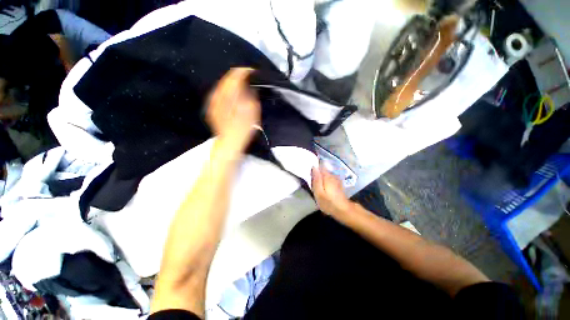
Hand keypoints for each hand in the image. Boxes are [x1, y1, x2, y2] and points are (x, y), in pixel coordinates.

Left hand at [207, 68, 259, 152]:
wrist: (230, 142)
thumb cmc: (244, 128)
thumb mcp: (253, 111)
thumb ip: (251, 95)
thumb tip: (249, 87)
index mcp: (229, 93)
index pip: (235, 75)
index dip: (245, 72)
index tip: (253, 72)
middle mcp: (218, 94)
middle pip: (227, 79)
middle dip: (238, 77)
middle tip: (248, 80)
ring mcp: (212, 101)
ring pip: (222, 86)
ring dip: (232, 85)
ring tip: (242, 88)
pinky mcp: (211, 107)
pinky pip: (219, 94)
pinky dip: (227, 93)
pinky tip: (233, 97)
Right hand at [311, 166, 352, 218]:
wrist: (343, 210)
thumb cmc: (329, 202)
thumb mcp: (319, 193)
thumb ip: (316, 179)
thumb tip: (314, 167)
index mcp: (327, 175)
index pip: (319, 165)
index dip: (313, 166)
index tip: (307, 170)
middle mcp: (332, 175)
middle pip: (322, 169)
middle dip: (316, 171)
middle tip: (310, 178)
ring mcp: (335, 179)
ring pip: (325, 174)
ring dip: (320, 176)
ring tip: (315, 182)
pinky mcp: (337, 183)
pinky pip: (328, 178)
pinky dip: (324, 179)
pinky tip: (322, 186)